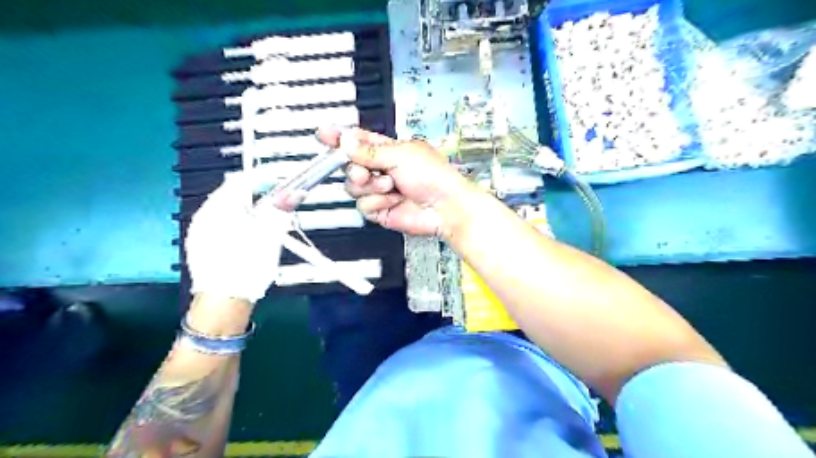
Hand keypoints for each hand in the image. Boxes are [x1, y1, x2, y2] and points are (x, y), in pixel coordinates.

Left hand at [186, 174, 295, 303]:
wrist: (224, 301)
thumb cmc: (248, 265)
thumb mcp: (271, 234)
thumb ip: (282, 209)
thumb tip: (295, 192)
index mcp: (220, 207)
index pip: (242, 179)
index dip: (265, 177)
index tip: (281, 183)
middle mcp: (205, 214)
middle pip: (233, 193)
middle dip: (256, 194)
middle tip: (277, 203)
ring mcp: (199, 231)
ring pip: (226, 209)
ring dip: (247, 209)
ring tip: (266, 221)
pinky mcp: (199, 245)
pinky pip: (220, 224)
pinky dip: (237, 223)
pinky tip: (248, 237)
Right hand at [315, 127, 475, 237]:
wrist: (445, 207)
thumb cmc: (434, 177)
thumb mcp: (400, 155)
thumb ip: (369, 151)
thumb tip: (346, 141)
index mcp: (387, 150)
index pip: (356, 141)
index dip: (339, 138)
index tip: (323, 134)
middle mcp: (381, 169)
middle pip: (349, 165)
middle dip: (355, 168)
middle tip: (366, 170)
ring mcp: (380, 190)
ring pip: (353, 187)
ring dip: (371, 186)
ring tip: (391, 185)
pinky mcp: (380, 209)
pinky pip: (363, 205)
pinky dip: (378, 202)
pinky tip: (393, 200)